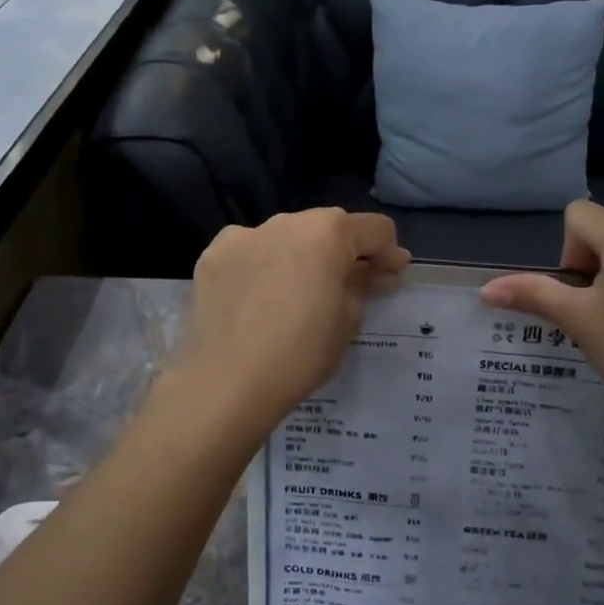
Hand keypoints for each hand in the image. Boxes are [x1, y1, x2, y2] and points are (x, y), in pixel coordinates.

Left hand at [170, 208, 410, 434]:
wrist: (226, 383)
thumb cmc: (301, 353)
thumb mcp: (348, 320)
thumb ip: (363, 283)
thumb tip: (372, 269)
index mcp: (328, 233)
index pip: (375, 229)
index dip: (389, 253)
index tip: (390, 278)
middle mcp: (286, 221)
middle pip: (329, 227)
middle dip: (344, 251)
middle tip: (348, 286)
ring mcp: (244, 234)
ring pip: (287, 236)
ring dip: (302, 255)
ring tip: (297, 293)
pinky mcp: (213, 255)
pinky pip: (250, 250)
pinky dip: (262, 264)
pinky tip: (259, 296)